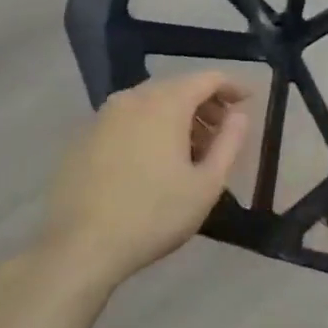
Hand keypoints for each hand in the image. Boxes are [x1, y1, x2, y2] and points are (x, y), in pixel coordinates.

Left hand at [39, 71, 251, 299]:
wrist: (79, 248)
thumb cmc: (154, 215)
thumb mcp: (207, 184)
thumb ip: (230, 142)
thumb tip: (239, 115)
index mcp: (166, 104)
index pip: (207, 78)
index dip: (232, 86)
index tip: (248, 102)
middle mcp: (132, 99)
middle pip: (177, 87)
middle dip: (204, 104)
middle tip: (221, 132)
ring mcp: (102, 117)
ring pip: (149, 103)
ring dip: (176, 117)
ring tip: (189, 151)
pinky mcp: (82, 139)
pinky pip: (125, 121)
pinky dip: (147, 129)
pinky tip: (152, 163)